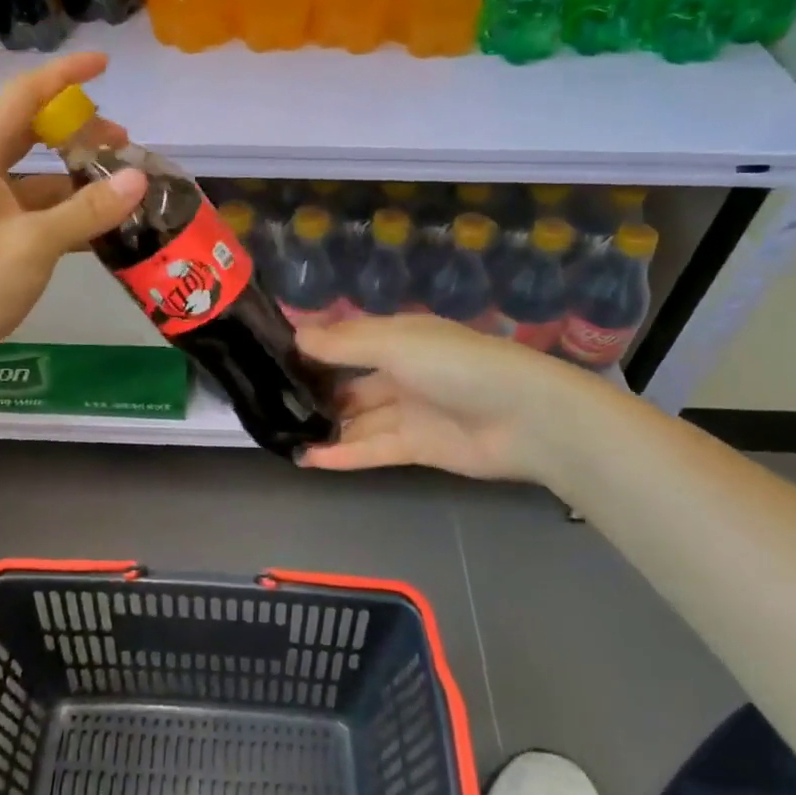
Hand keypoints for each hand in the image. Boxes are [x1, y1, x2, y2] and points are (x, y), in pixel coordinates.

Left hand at [0, 52, 146, 385]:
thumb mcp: (33, 244)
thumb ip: (87, 210)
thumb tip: (138, 180)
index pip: (23, 96)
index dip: (65, 76)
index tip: (105, 64)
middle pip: (32, 130)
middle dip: (78, 129)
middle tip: (125, 141)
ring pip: (39, 173)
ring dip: (78, 174)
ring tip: (123, 184)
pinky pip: (39, 208)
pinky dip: (70, 210)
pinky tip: (104, 224)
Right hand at [294, 315, 617, 484]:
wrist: (526, 417)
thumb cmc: (455, 365)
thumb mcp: (394, 343)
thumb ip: (343, 344)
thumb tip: (295, 336)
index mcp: (398, 337)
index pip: (346, 340)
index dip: (312, 348)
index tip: (269, 357)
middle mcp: (401, 370)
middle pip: (349, 380)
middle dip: (315, 389)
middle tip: (269, 401)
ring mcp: (410, 410)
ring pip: (358, 417)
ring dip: (325, 425)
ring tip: (281, 433)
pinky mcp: (418, 447)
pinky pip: (372, 448)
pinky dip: (342, 454)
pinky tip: (308, 458)